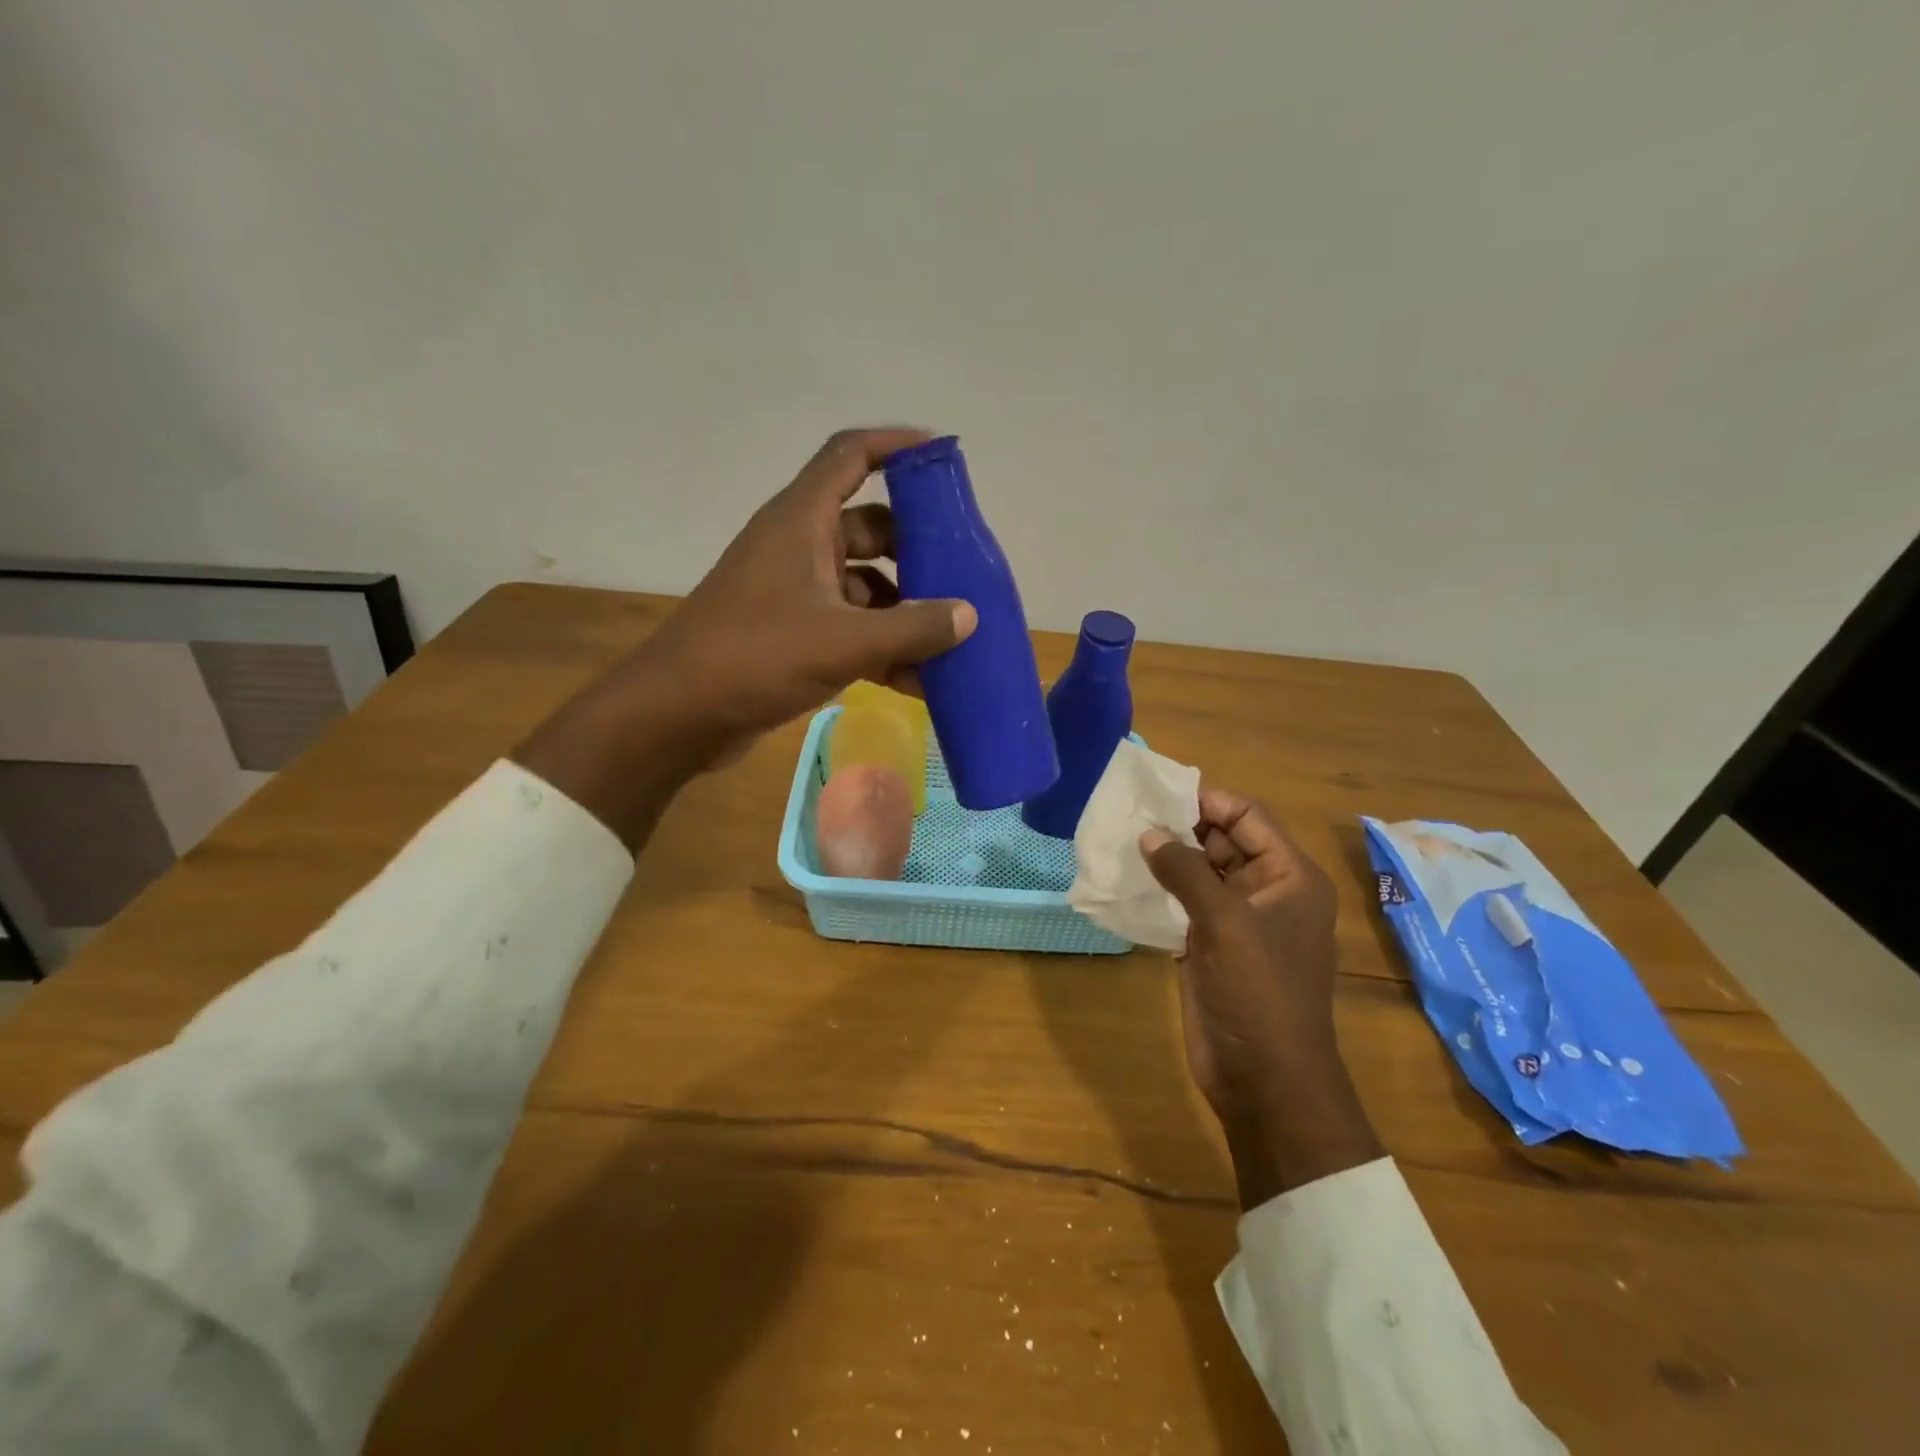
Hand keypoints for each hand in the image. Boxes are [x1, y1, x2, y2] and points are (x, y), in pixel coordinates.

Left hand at [515, 428, 976, 848]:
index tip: (942, 454)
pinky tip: (917, 681)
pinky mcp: (791, 632)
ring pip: (864, 585)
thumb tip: (968, 615)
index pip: (851, 455)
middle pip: (869, 528)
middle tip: (961, 572)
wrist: (679, 714)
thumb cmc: (756, 657)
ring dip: (903, 610)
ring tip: (949, 641)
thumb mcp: (843, 641)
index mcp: (803, 521)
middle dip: (916, 550)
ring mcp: (794, 591)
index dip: (896, 445)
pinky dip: (881, 646)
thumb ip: (912, 628)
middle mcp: (799, 546)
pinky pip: (850, 626)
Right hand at [1141, 789, 1382, 1208]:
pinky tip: (1127, 880)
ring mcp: (1238, 920)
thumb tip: (1148, 834)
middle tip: (1130, 815)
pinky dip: (1161, 890)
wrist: (1265, 1078)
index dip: (1206, 802)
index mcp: (1289, 876)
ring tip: (1121, 841)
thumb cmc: (1259, 991)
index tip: (1157, 795)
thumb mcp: (1225, 922)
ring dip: (1166, 858)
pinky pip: (1186, 903)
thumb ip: (1186, 870)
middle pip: (1223, 840)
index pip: (1247, 816)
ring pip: (1200, 872)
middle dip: (1180, 828)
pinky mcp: (1212, 945)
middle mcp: (1267, 890)